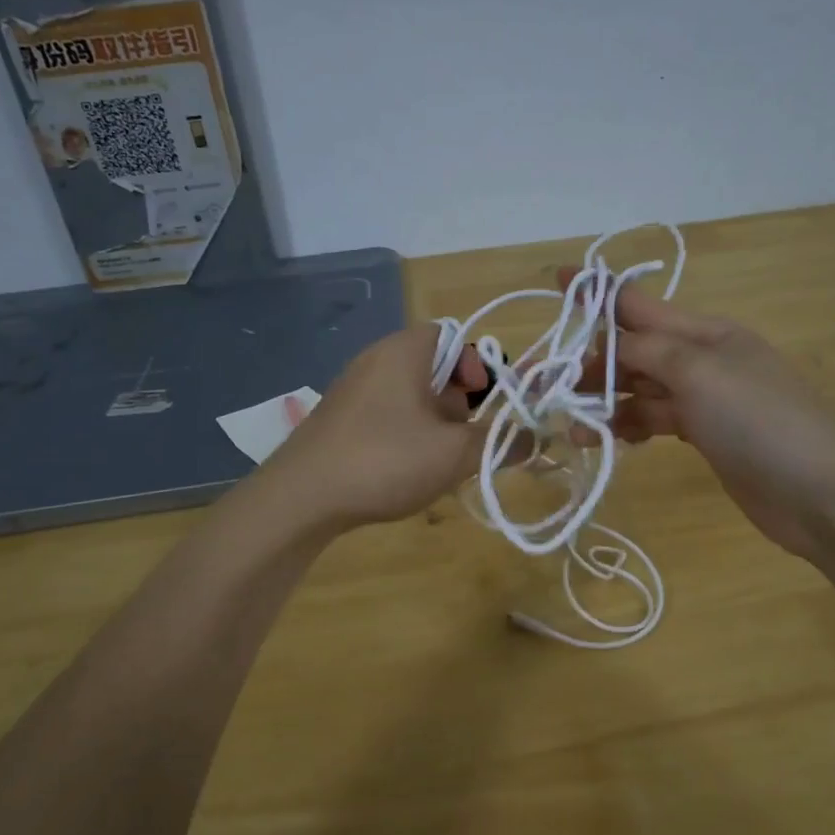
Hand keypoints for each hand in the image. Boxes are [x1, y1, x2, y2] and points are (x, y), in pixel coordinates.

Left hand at [262, 323, 488, 530]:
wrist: (300, 498)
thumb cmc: (385, 460)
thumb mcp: (455, 454)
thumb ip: (500, 442)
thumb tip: (534, 438)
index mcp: (403, 352)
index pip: (451, 336)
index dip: (476, 364)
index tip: (484, 401)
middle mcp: (374, 361)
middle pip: (432, 368)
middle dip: (458, 402)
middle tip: (467, 436)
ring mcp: (351, 391)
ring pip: (409, 396)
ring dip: (434, 423)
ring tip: (441, 460)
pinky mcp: (337, 421)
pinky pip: (385, 415)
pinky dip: (406, 434)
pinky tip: (406, 471)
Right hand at [567, 271, 834, 560]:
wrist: (818, 493)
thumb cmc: (757, 421)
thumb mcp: (697, 372)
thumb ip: (647, 350)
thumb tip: (610, 345)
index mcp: (705, 332)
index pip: (640, 303)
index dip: (598, 292)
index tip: (558, 279)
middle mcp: (702, 359)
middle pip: (635, 349)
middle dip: (593, 361)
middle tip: (549, 383)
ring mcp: (705, 399)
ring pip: (640, 388)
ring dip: (605, 400)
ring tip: (573, 425)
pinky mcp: (705, 435)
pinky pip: (654, 419)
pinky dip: (629, 425)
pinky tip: (606, 440)